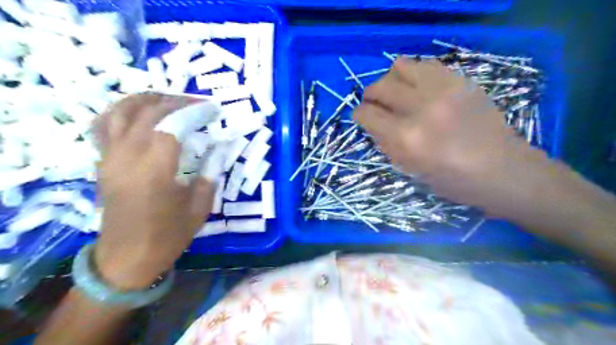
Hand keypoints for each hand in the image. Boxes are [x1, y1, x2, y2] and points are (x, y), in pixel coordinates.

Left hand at [91, 93, 214, 289]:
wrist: (126, 259)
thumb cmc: (168, 236)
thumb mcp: (199, 207)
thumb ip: (210, 173)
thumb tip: (219, 147)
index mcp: (154, 171)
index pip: (172, 124)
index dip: (195, 111)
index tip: (214, 109)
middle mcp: (127, 157)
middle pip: (148, 112)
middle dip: (177, 101)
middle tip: (200, 103)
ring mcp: (110, 158)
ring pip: (121, 111)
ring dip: (148, 99)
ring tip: (172, 99)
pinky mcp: (103, 162)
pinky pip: (106, 125)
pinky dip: (124, 110)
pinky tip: (140, 112)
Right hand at [354, 59, 550, 215]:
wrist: (503, 170)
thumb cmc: (453, 181)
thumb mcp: (410, 170)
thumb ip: (386, 143)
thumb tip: (373, 123)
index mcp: (406, 138)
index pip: (367, 114)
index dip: (359, 114)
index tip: (362, 117)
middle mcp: (421, 108)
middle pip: (379, 87)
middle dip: (370, 96)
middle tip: (375, 105)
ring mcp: (442, 90)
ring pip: (400, 66)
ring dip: (391, 80)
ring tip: (397, 93)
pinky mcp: (460, 81)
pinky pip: (425, 64)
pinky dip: (414, 74)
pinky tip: (418, 88)